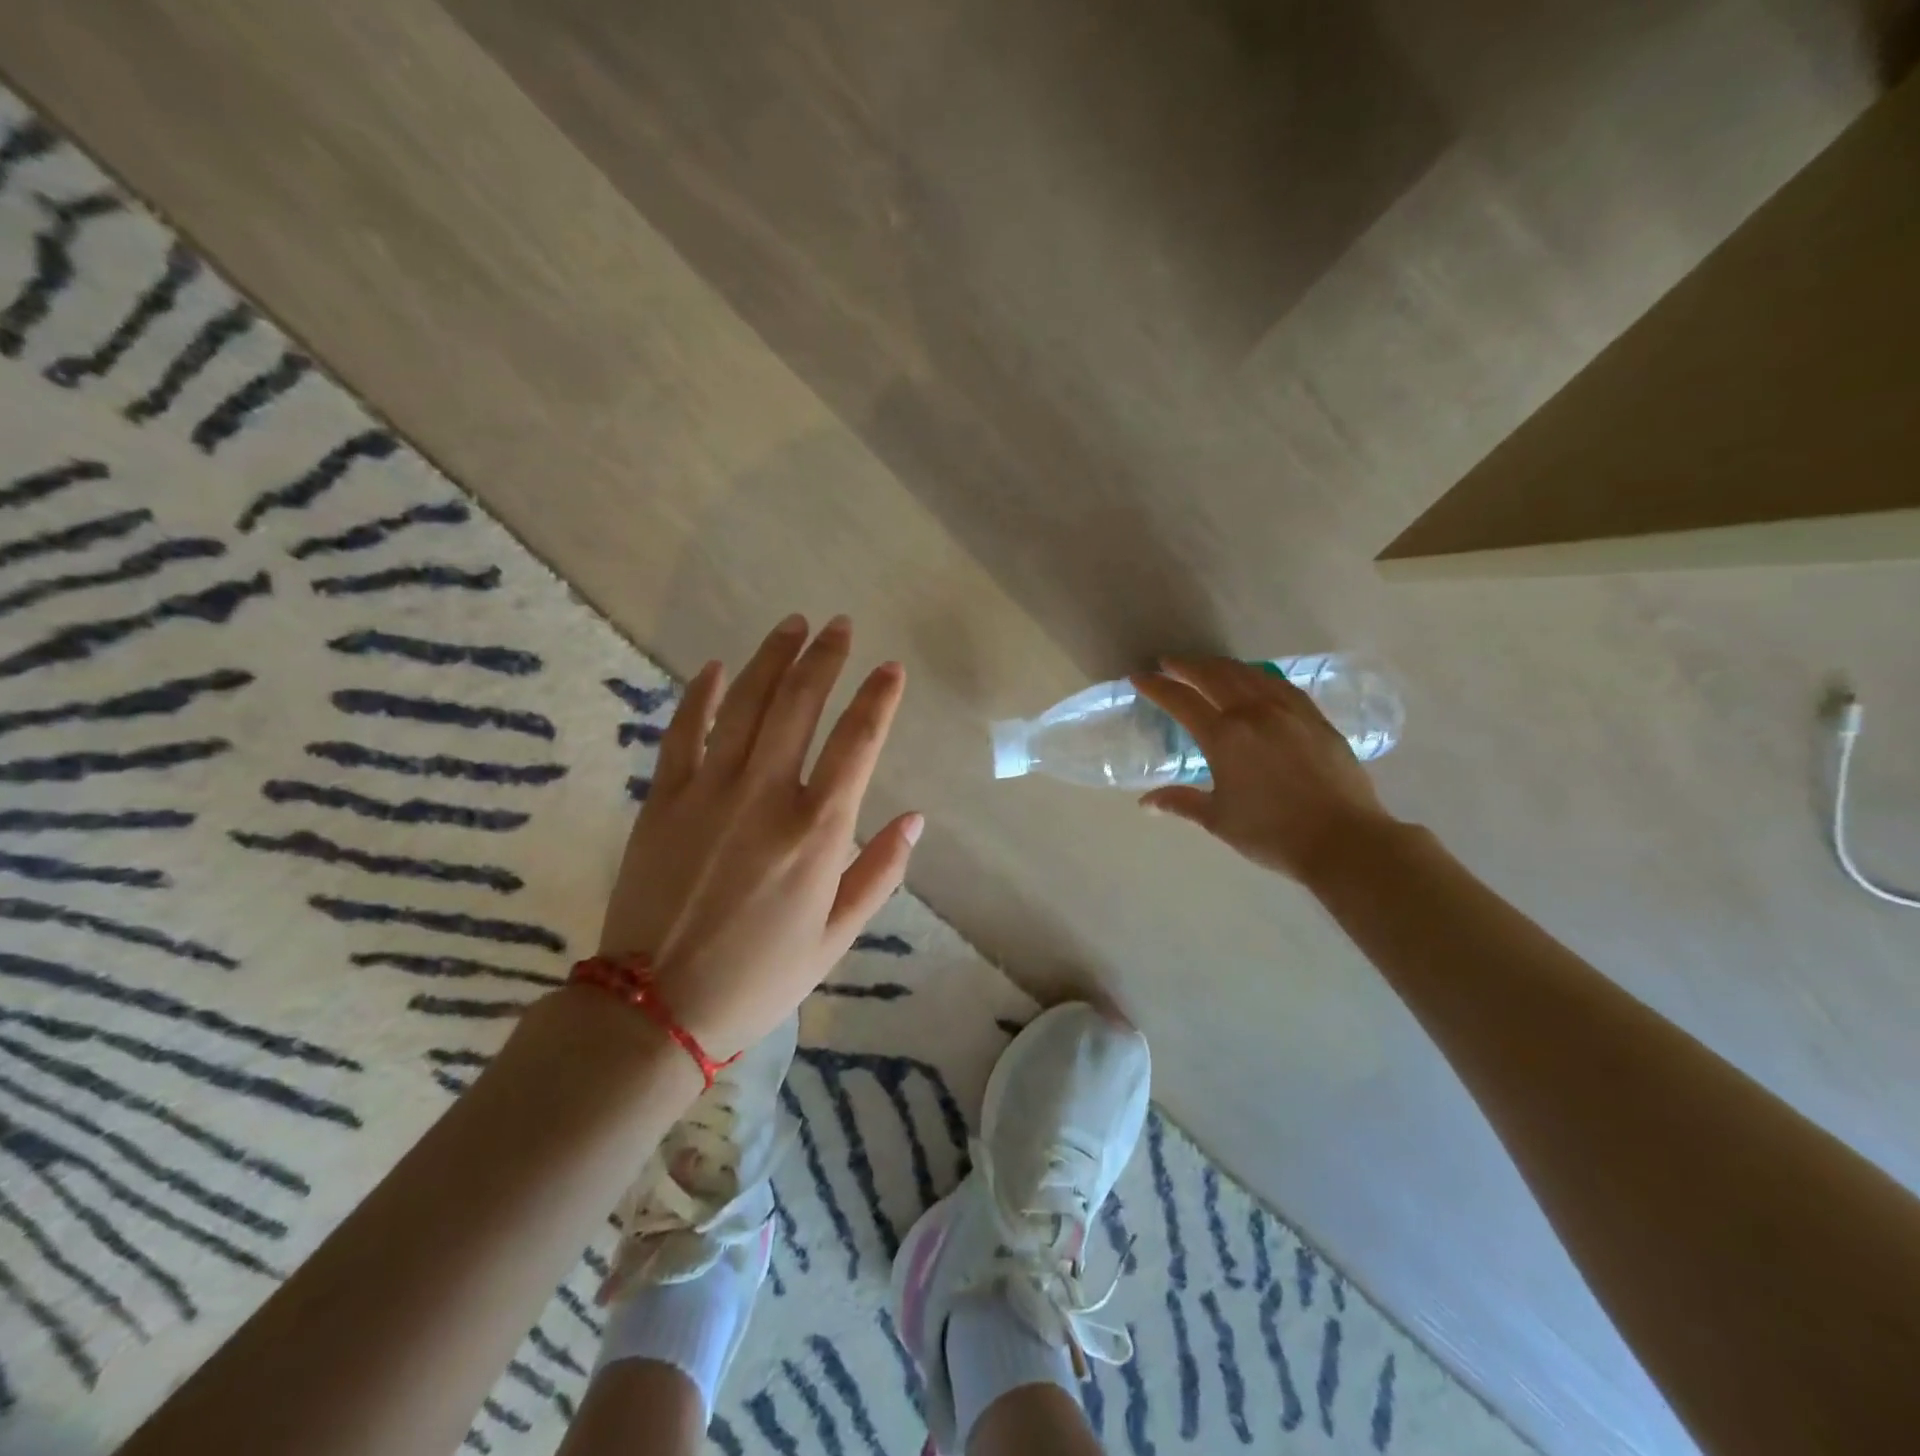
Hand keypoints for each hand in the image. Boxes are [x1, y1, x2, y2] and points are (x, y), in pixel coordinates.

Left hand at [620, 614, 920, 1059]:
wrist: (656, 1009)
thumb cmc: (759, 978)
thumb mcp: (836, 938)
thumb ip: (879, 872)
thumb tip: (914, 819)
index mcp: (817, 830)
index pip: (858, 741)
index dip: (878, 698)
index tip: (891, 668)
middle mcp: (766, 795)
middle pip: (800, 704)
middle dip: (825, 657)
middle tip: (839, 626)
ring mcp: (709, 791)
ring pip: (746, 704)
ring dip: (772, 658)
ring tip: (792, 625)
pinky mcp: (663, 799)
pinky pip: (683, 732)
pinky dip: (702, 695)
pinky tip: (716, 667)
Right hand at [1131, 657, 1396, 885]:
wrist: (1343, 839)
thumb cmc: (1272, 833)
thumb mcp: (1219, 820)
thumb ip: (1181, 802)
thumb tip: (1146, 803)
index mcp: (1223, 736)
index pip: (1181, 700)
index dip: (1157, 686)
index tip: (1139, 677)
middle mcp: (1253, 712)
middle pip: (1214, 675)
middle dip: (1187, 666)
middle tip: (1169, 662)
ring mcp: (1288, 711)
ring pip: (1249, 674)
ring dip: (1221, 666)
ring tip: (1207, 666)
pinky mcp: (1315, 717)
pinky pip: (1280, 684)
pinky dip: (1257, 676)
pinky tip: (1255, 680)